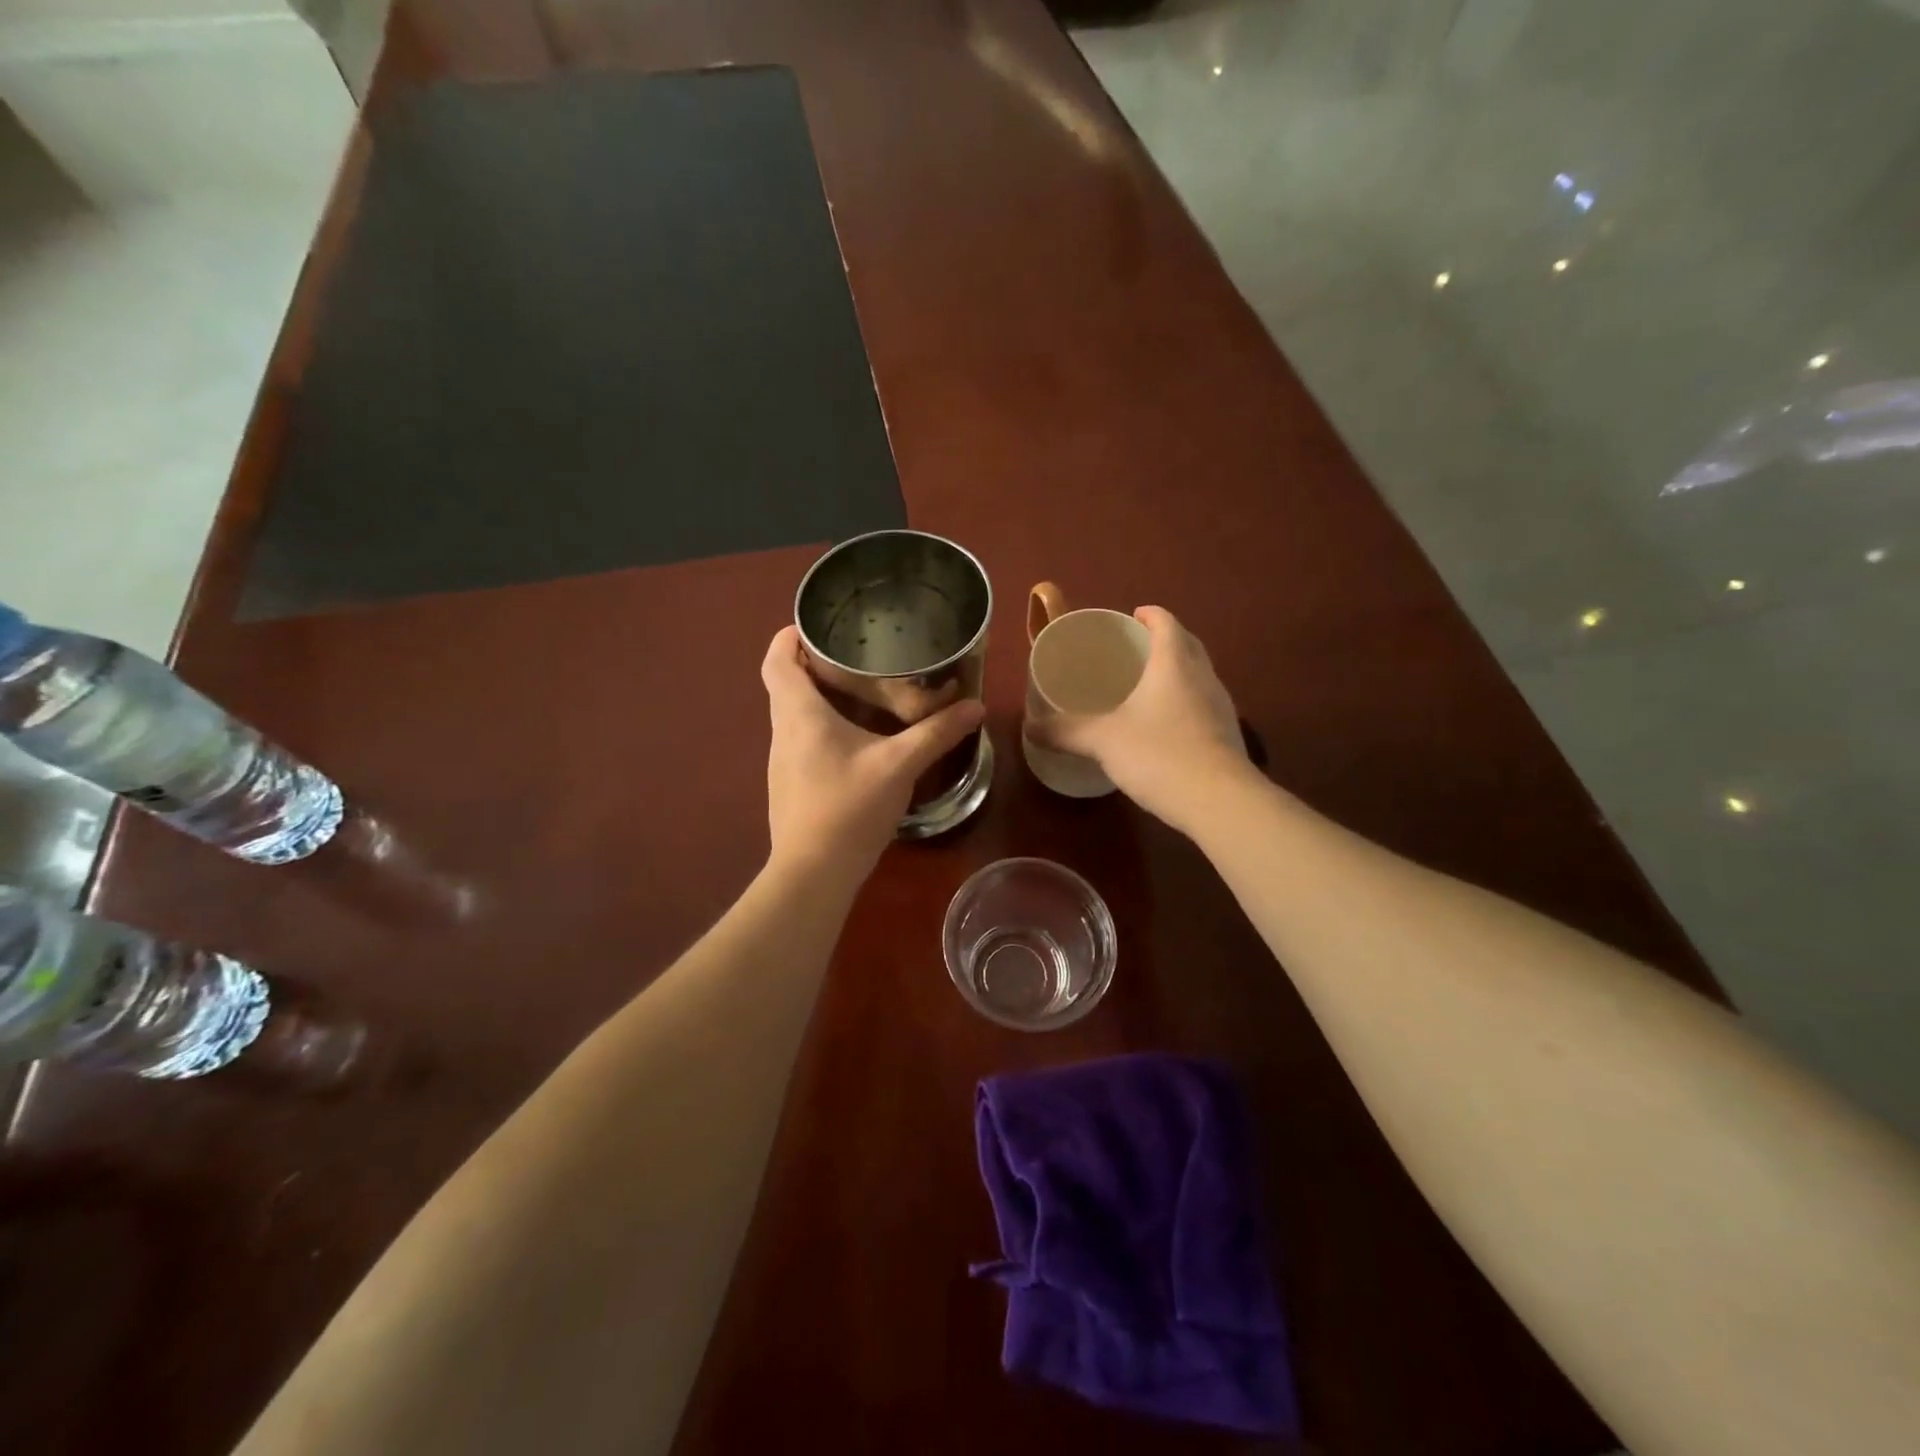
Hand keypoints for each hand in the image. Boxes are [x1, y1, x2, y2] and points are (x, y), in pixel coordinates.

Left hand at [761, 627, 985, 884]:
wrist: (814, 871)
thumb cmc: (849, 807)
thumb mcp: (899, 765)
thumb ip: (937, 733)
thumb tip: (975, 706)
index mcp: (799, 714)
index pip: (776, 660)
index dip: (789, 636)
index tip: (816, 626)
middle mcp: (782, 731)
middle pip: (784, 684)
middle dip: (812, 664)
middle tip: (854, 654)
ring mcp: (781, 761)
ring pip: (793, 714)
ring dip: (818, 697)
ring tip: (859, 690)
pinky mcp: (789, 784)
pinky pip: (800, 740)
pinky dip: (821, 727)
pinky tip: (855, 740)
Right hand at [1027, 606, 1249, 830]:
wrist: (1220, 802)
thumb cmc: (1159, 755)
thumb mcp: (1102, 741)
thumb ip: (1065, 731)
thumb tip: (1029, 727)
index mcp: (1174, 664)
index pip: (1167, 623)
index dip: (1150, 615)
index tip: (1133, 616)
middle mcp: (1203, 677)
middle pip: (1188, 645)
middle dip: (1164, 640)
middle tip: (1136, 649)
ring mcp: (1220, 707)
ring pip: (1199, 675)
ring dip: (1178, 671)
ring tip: (1148, 685)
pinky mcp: (1227, 735)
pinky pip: (1203, 704)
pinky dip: (1185, 702)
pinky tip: (1166, 725)